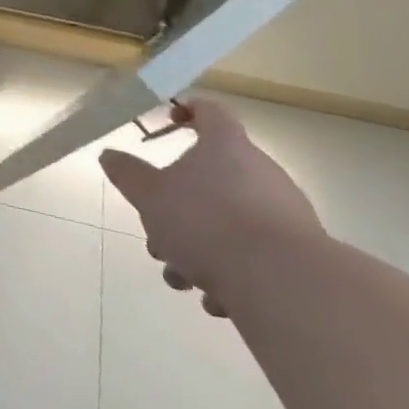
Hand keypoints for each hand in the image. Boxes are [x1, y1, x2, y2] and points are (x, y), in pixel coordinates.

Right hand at [99, 98, 323, 316]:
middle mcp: (261, 172)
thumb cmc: (207, 223)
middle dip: (177, 206)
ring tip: (180, 276)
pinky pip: (253, 254)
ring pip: (228, 220)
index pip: (210, 111)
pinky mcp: (299, 255)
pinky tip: (215, 298)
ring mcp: (284, 214)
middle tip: (156, 230)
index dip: (188, 110)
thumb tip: (109, 155)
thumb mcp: (150, 196)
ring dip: (198, 245)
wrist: (284, 285)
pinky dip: (230, 270)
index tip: (169, 121)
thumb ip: (128, 174)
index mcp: (226, 147)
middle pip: (211, 177)